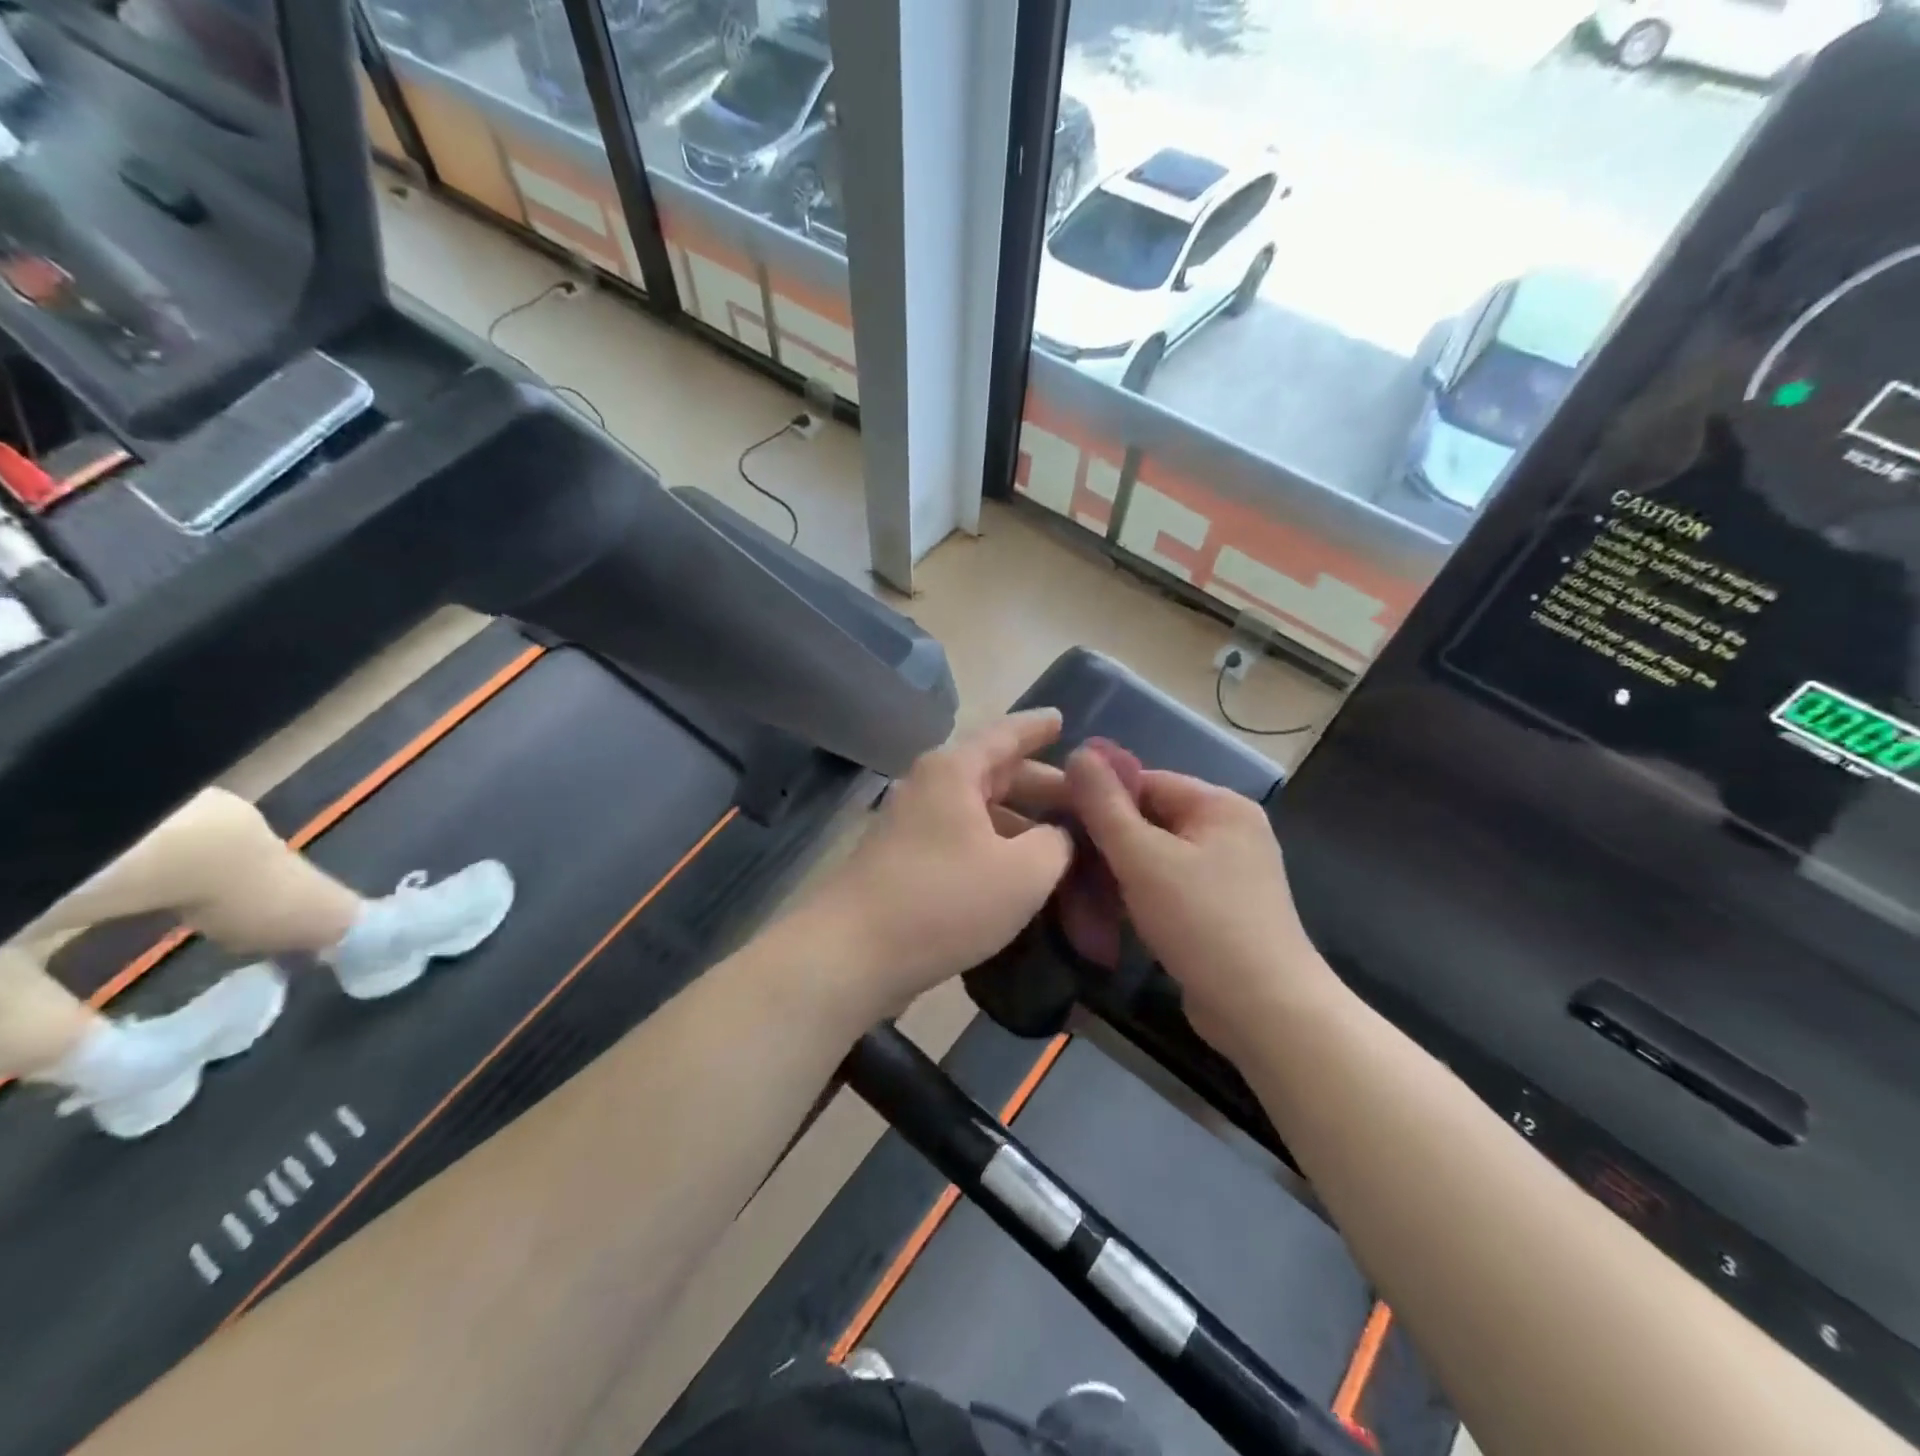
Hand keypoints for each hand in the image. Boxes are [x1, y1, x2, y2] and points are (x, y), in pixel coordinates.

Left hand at [791, 711, 1074, 1019]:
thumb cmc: (945, 900)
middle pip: (993, 773)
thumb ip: (1054, 844)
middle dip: (1039, 785)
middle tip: (1083, 800)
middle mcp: (928, 787)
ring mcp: (910, 825)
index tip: (1062, 719)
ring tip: (1059, 844)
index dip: (1038, 727)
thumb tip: (1056, 836)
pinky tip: (1016, 875)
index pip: (1006, 734)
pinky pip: (960, 840)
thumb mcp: (1023, 873)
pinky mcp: (902, 861)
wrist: (852, 954)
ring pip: (976, 811)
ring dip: (1017, 823)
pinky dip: (992, 848)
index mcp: (955, 771)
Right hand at [1065, 747, 1333, 1053]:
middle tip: (1065, 861)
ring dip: (1120, 870)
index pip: (1146, 780)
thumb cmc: (1202, 922)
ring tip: (1080, 890)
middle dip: (1107, 839)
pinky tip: (1110, 913)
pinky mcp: (1222, 909)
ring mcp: (1230, 872)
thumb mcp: (1143, 858)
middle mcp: (1230, 830)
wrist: (1265, 1011)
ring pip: (1157, 855)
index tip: (1059, 820)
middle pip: (1151, 818)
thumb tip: (1077, 752)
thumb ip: (1105, 806)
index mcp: (1220, 805)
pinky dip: (1141, 894)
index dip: (1100, 798)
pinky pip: (1170, 885)